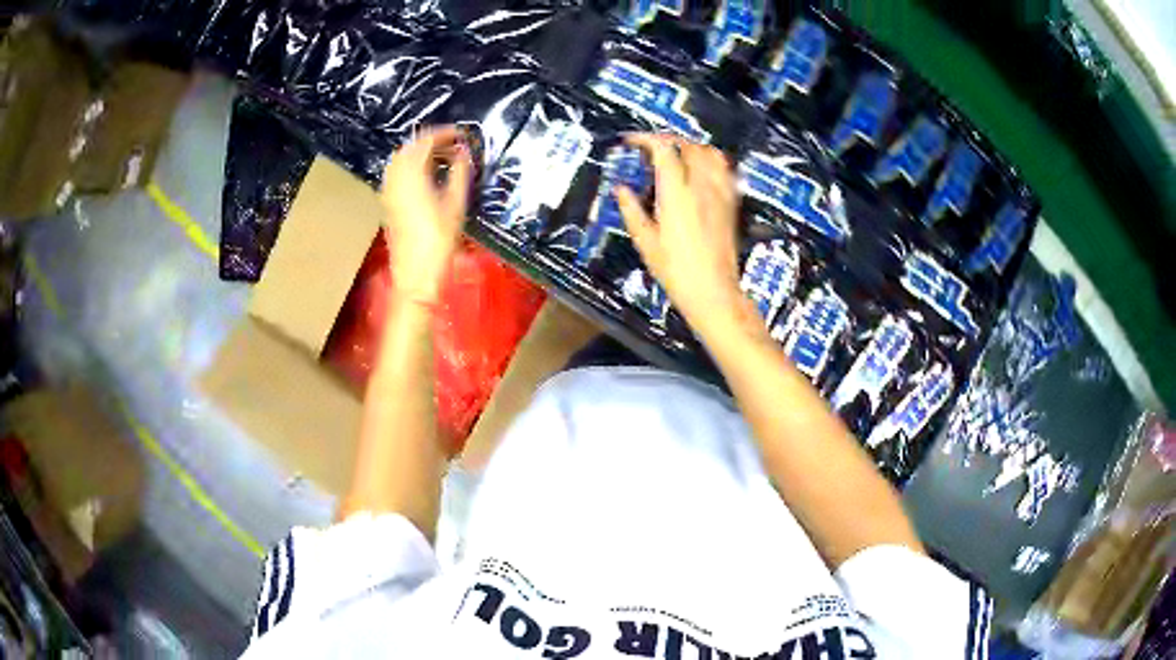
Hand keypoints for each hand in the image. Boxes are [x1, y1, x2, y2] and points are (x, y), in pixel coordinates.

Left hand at [381, 126, 473, 302]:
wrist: (416, 273)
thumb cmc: (439, 240)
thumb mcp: (456, 204)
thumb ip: (459, 173)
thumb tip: (463, 152)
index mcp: (413, 176)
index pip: (424, 141)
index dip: (443, 133)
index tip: (460, 133)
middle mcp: (396, 179)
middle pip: (409, 147)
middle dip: (430, 141)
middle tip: (452, 144)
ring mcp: (389, 191)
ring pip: (400, 159)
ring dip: (418, 153)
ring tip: (440, 157)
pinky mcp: (388, 203)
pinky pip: (396, 173)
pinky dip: (410, 166)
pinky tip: (425, 175)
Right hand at [617, 134, 746, 328]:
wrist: (713, 291)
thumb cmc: (675, 270)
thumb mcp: (645, 242)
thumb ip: (632, 210)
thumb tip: (621, 189)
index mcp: (676, 193)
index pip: (663, 149)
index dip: (645, 139)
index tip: (630, 142)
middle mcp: (700, 186)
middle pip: (687, 145)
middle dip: (667, 139)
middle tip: (650, 148)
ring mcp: (720, 193)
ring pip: (709, 153)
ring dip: (690, 147)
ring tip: (676, 155)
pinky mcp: (731, 203)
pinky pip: (724, 169)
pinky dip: (710, 161)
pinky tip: (700, 171)